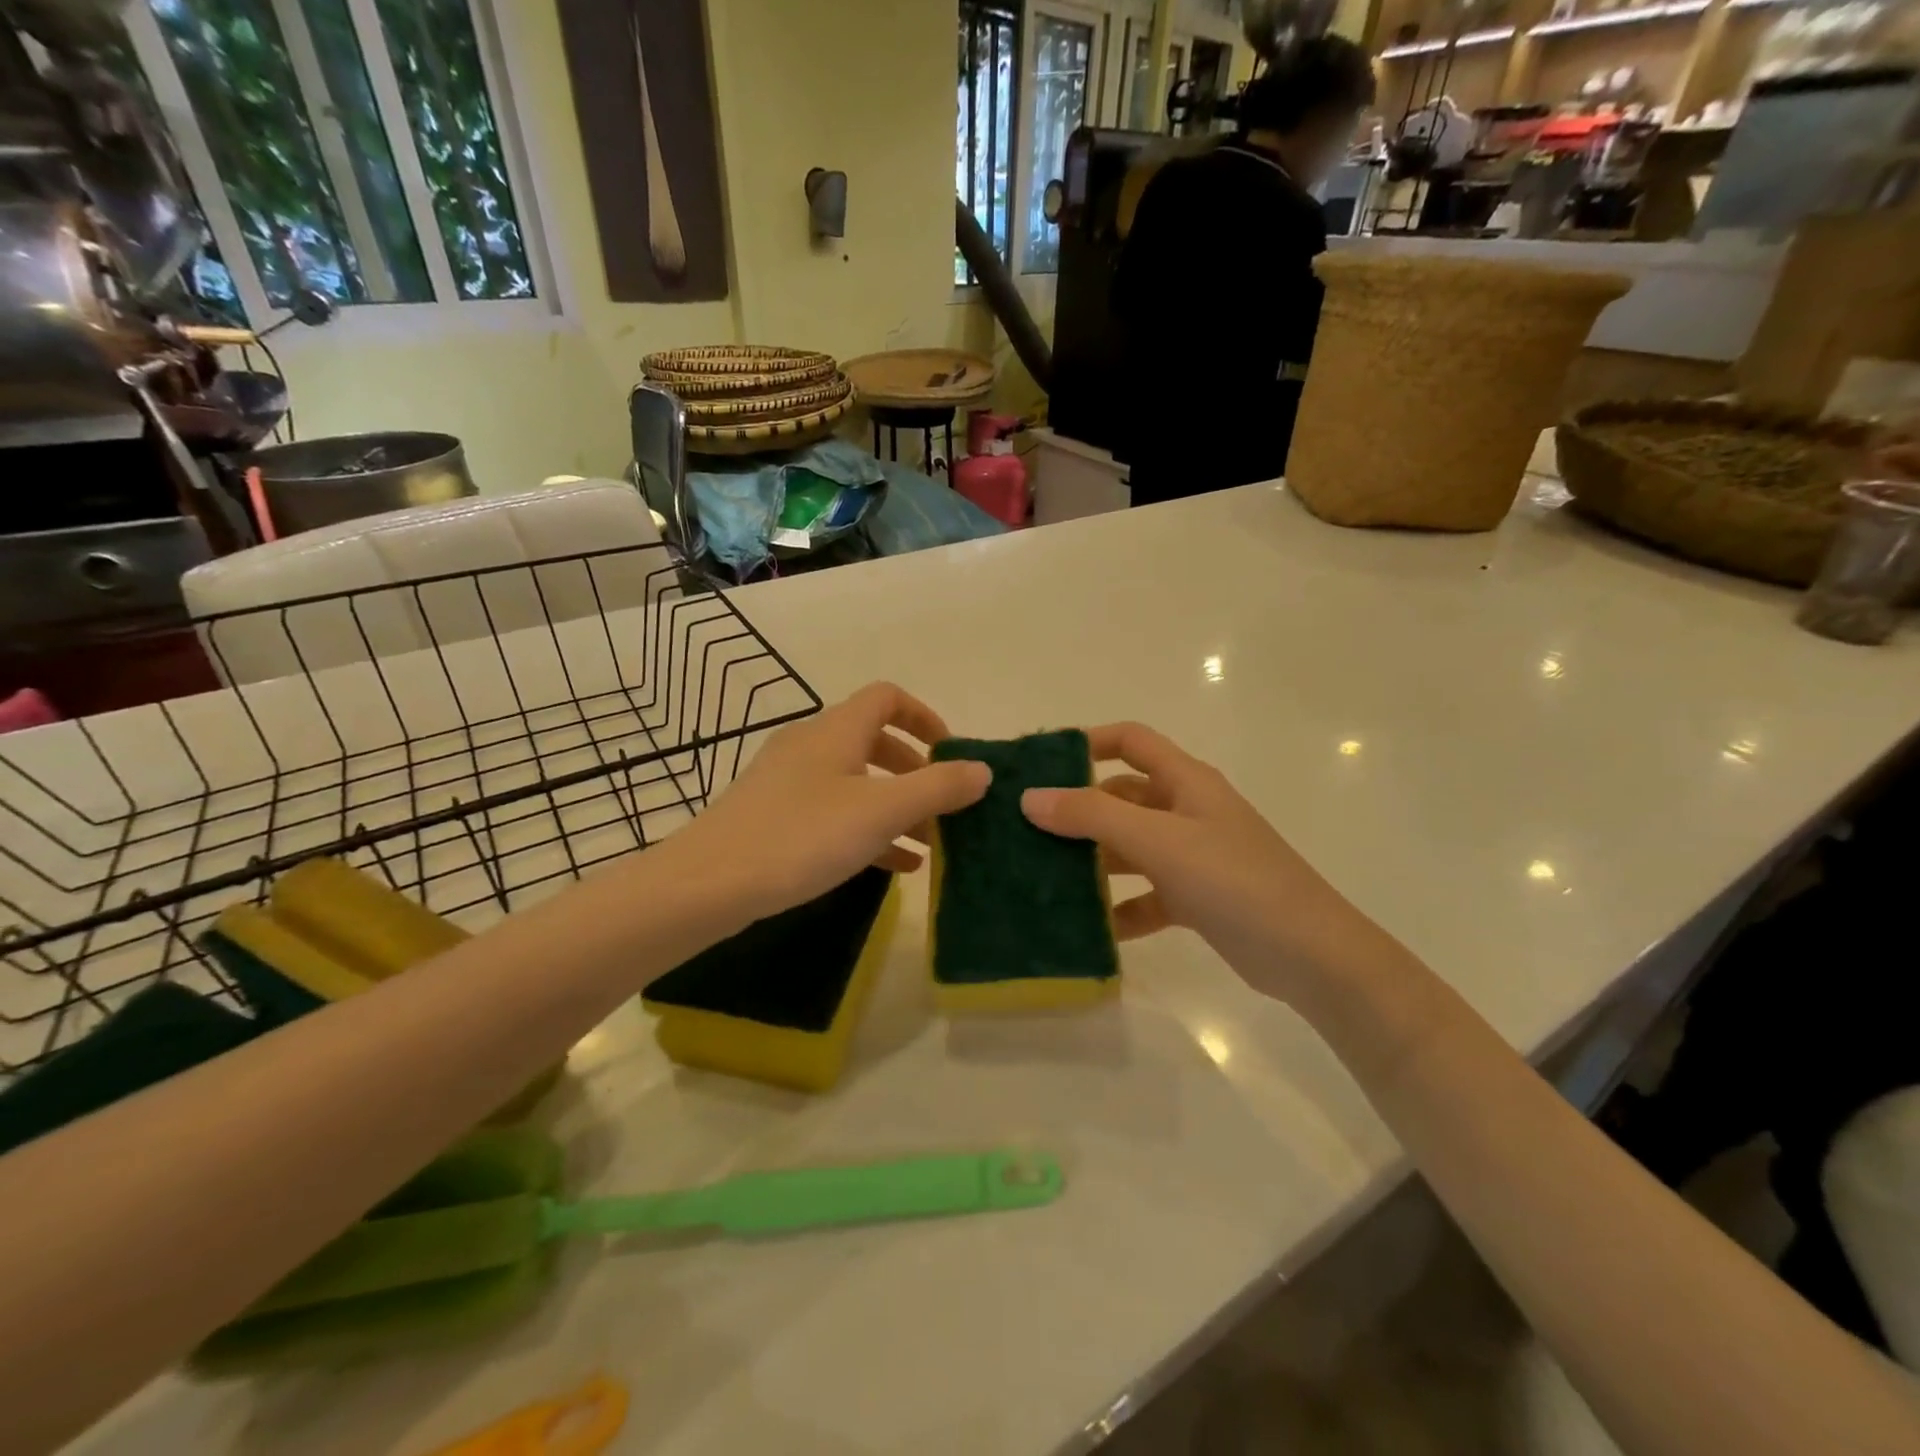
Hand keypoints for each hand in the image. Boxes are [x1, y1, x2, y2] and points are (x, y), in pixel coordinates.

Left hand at [674, 682, 989, 919]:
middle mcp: (810, 745)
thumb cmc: (801, 837)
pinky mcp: (773, 816)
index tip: (950, 754)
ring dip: (895, 807)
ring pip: (855, 782)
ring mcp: (787, 782)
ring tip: (928, 846)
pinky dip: (867, 830)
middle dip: (915, 772)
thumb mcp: (881, 812)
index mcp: (836, 731)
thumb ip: (938, 788)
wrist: (706, 885)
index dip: (925, 718)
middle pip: (874, 741)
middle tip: (942, 808)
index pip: (888, 697)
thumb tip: (982, 769)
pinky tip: (892, 867)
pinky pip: (833, 813)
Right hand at [1021, 723, 1405, 1002]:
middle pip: (1122, 797)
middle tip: (1026, 827)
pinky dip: (1119, 908)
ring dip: (1092, 860)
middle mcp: (1187, 811)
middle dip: (1078, 809)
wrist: (1311, 955)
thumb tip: (1031, 797)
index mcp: (1185, 781)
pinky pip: (1145, 895)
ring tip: (1042, 876)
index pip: (1131, 740)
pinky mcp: (1195, 898)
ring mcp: (1192, 856)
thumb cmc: (1235, 880)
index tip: (1041, 763)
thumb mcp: (1160, 841)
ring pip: (1129, 847)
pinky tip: (1090, 928)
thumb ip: (1093, 816)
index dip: (1088, 741)